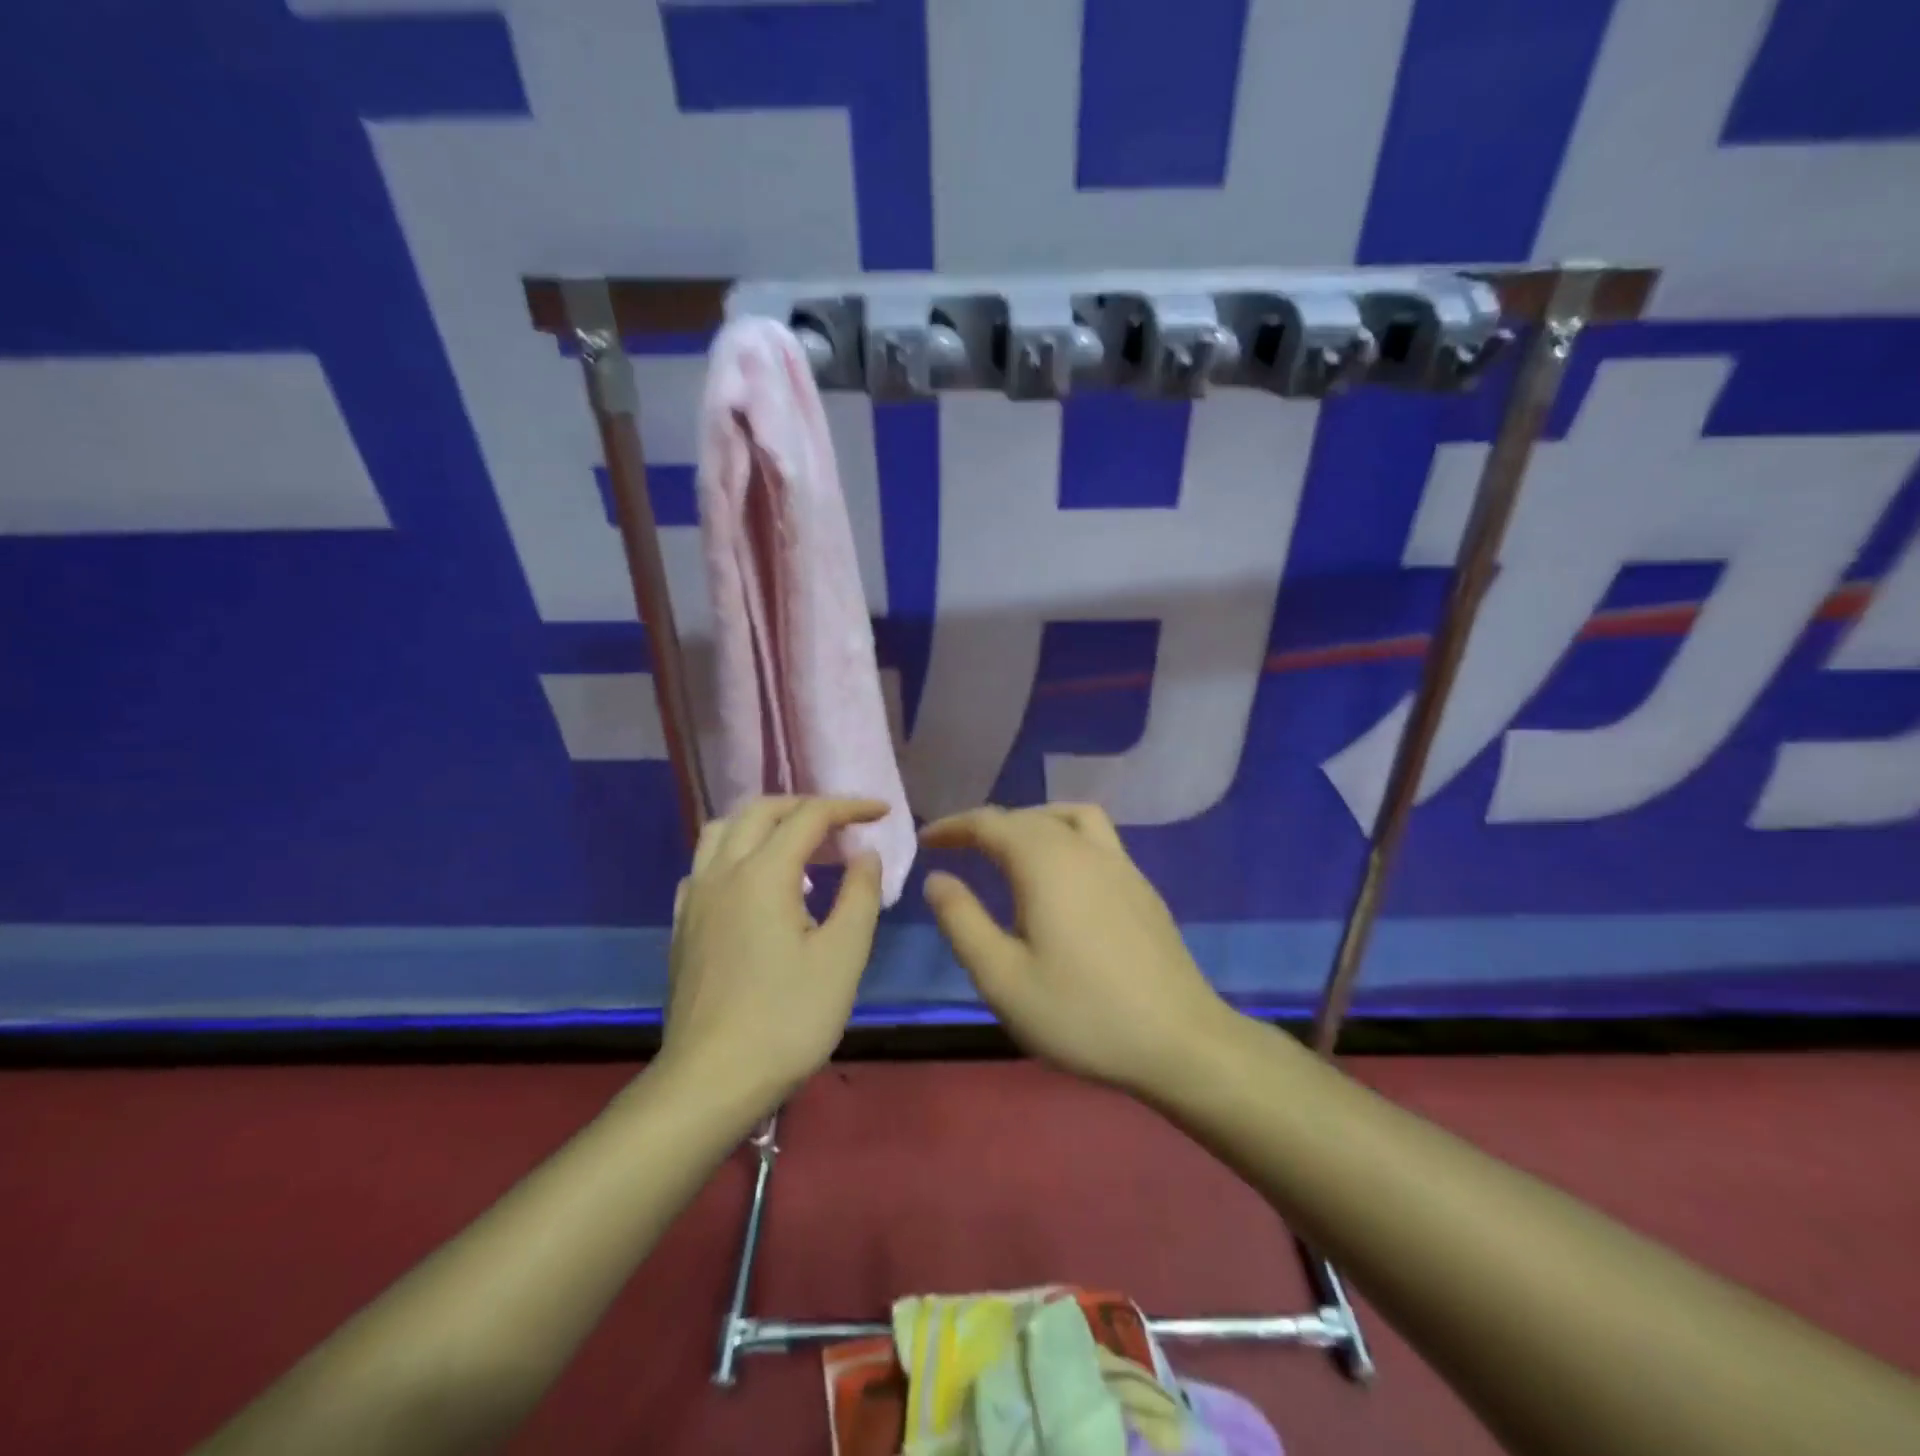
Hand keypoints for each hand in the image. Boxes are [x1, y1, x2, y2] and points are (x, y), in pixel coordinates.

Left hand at [662, 796, 886, 1103]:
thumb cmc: (788, 1019)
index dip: (850, 807)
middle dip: (807, 806)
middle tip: (843, 824)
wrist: (712, 1080)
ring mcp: (696, 897)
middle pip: (762, 811)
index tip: (883, 813)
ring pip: (724, 830)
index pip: (809, 816)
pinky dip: (735, 852)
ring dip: (765, 822)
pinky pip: (705, 864)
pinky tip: (753, 883)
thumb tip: (865, 853)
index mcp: (764, 873)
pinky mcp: (683, 924)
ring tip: (797, 843)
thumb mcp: (843, 956)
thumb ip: (859, 894)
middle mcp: (723, 871)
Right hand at [919, 804, 1235, 1093]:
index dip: (954, 827)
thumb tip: (938, 879)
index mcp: (1045, 862)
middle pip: (1027, 817)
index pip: (990, 823)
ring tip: (1009, 849)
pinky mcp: (1141, 885)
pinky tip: (1062, 876)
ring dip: (1031, 822)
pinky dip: (1064, 835)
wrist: (1178, 1041)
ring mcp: (1120, 863)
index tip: (927, 840)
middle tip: (958, 849)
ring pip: (1068, 817)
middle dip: (987, 826)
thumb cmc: (1081, 1013)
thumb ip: (962, 921)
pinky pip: (1095, 836)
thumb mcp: (1002, 978)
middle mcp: (1083, 848)